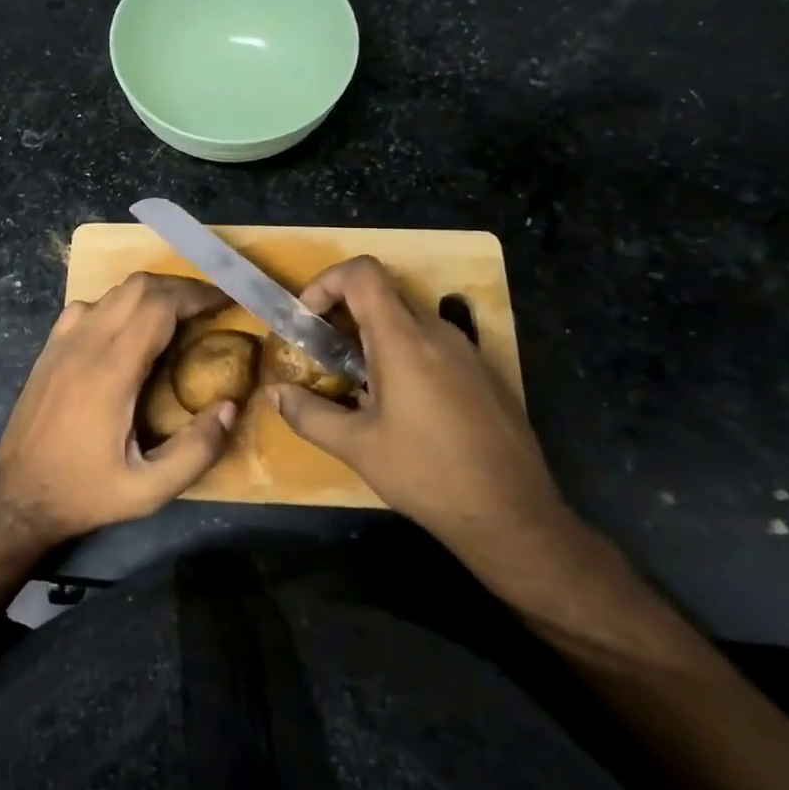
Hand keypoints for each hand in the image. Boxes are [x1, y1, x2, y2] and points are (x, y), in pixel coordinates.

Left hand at [0, 273, 237, 547]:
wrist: (17, 496)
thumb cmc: (85, 492)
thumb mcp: (148, 490)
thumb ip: (196, 452)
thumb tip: (230, 407)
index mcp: (111, 372)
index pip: (159, 306)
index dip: (197, 296)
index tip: (225, 301)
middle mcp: (86, 344)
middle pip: (138, 286)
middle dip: (180, 288)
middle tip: (209, 306)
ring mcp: (63, 341)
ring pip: (114, 292)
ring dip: (151, 294)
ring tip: (179, 315)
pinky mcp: (51, 347)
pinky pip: (89, 306)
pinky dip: (119, 304)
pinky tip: (130, 329)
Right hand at [269, 256, 576, 566]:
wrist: (514, 515)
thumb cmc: (427, 474)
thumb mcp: (357, 447)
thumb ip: (309, 414)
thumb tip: (274, 393)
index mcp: (404, 340)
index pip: (363, 273)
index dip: (327, 282)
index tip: (308, 319)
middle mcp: (438, 332)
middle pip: (383, 294)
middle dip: (344, 314)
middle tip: (322, 354)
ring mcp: (466, 351)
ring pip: (408, 320)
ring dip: (373, 337)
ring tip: (355, 383)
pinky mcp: (482, 373)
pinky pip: (433, 344)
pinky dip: (403, 354)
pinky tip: (399, 405)